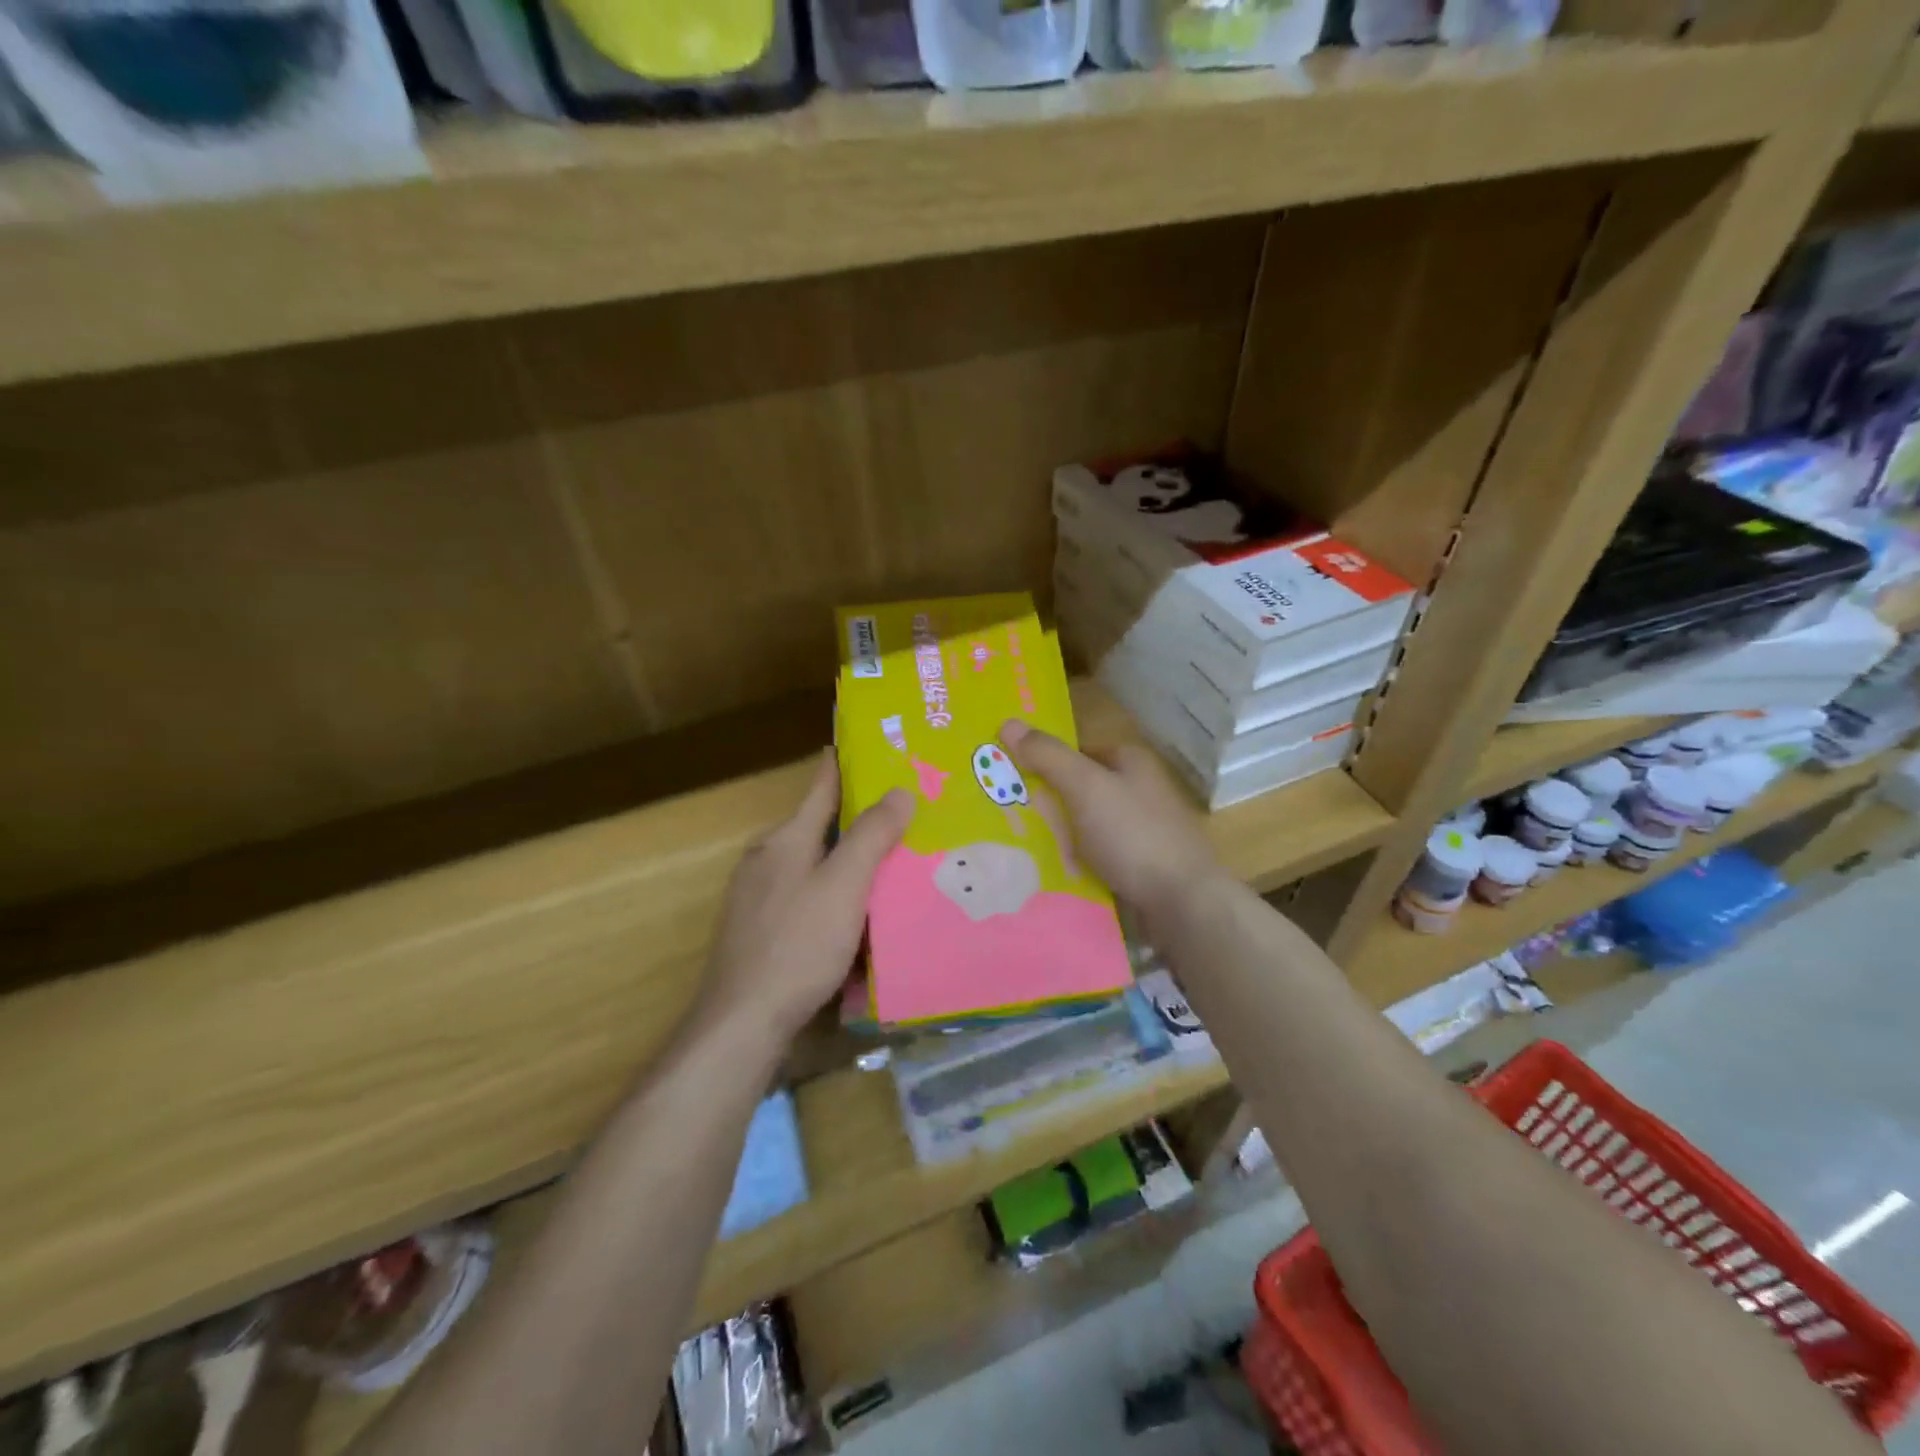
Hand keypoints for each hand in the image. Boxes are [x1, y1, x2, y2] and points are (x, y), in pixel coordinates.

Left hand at [700, 751, 912, 1046]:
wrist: (742, 1023)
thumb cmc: (798, 946)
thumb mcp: (844, 887)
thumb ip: (871, 836)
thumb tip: (899, 789)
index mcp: (785, 839)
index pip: (821, 785)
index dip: (845, 761)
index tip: (875, 743)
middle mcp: (768, 859)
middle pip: (820, 826)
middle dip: (860, 817)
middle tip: (908, 810)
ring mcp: (759, 896)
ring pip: (815, 864)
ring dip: (850, 859)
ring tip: (894, 860)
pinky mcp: (761, 930)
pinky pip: (808, 896)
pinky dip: (836, 893)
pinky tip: (861, 913)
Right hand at [999, 719, 1218, 928]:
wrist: (1182, 903)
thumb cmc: (1133, 835)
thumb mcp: (1085, 787)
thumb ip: (1048, 757)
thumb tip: (1008, 722)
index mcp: (1131, 762)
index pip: (1077, 751)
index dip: (1044, 761)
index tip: (1008, 778)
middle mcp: (1139, 791)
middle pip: (1080, 789)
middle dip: (1047, 803)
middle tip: (1005, 816)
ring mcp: (1142, 831)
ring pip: (1086, 826)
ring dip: (1058, 836)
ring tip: (1017, 848)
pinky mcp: (1140, 867)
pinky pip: (1096, 858)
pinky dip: (1075, 863)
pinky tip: (1049, 874)